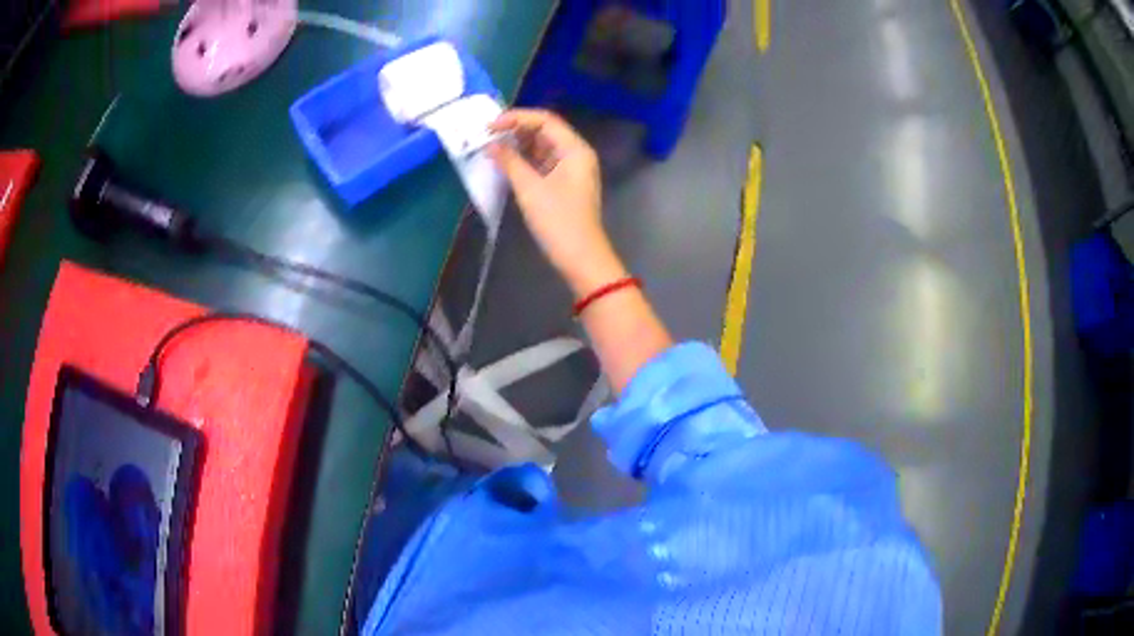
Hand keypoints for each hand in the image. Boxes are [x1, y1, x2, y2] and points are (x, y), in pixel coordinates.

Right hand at [489, 109, 625, 295]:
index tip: (490, 125)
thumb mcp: (530, 188)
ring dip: (518, 144)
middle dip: (516, 130)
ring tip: (491, 146)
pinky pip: (542, 162)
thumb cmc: (557, 221)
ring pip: (542, 147)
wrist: (580, 257)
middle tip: (487, 134)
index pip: (545, 120)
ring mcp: (571, 169)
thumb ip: (509, 161)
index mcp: (575, 149)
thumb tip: (491, 145)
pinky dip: (524, 160)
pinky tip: (505, 162)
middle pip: (544, 131)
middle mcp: (576, 154)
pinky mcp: (563, 184)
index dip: (516, 118)